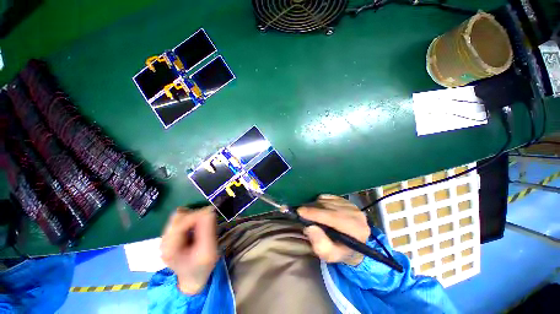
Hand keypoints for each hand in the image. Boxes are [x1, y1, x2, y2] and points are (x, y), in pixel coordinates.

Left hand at [160, 207, 217, 294]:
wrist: (192, 279)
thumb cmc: (201, 267)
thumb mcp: (208, 250)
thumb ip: (207, 230)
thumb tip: (209, 211)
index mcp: (170, 247)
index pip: (181, 221)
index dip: (197, 214)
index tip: (212, 212)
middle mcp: (164, 240)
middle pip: (179, 217)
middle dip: (196, 216)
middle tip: (209, 222)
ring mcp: (166, 238)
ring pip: (180, 217)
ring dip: (194, 217)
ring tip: (204, 226)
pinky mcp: (171, 236)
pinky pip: (181, 221)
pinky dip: (192, 220)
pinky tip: (198, 229)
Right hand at [298, 195, 370, 265]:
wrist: (354, 245)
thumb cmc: (341, 252)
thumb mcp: (330, 255)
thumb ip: (320, 245)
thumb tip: (310, 227)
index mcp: (357, 230)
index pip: (334, 217)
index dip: (315, 213)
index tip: (300, 212)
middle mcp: (356, 214)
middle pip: (329, 207)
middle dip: (312, 209)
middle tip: (301, 213)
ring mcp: (351, 205)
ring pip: (327, 201)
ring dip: (315, 206)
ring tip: (312, 215)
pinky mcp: (346, 200)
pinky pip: (327, 197)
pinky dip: (320, 202)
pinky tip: (320, 211)